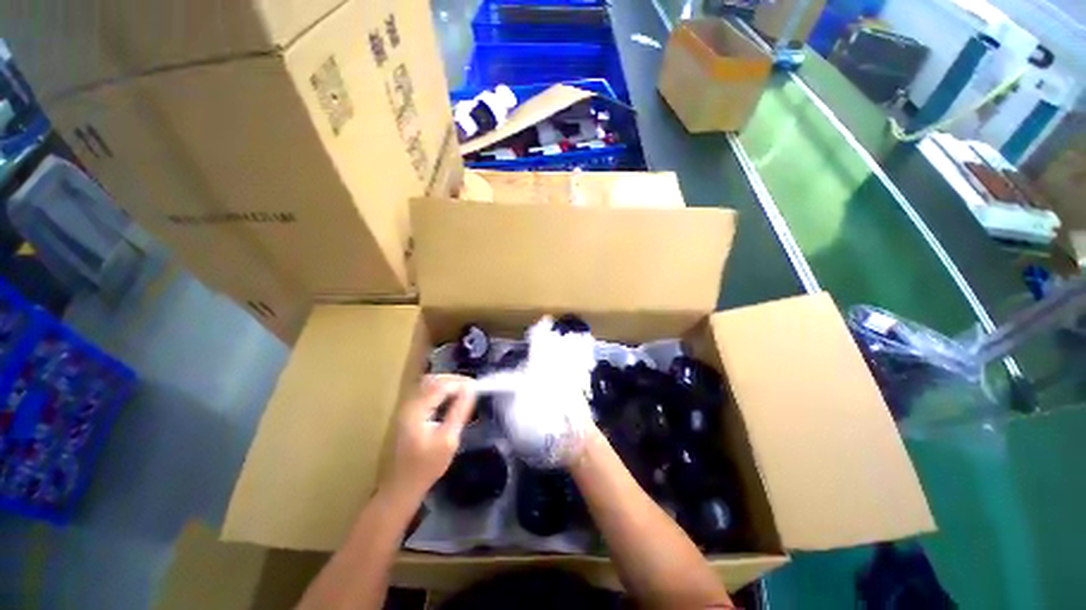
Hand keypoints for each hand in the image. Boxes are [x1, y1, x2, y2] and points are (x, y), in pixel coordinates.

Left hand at [380, 375, 475, 502]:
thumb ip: (459, 411)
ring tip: (464, 391)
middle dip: (454, 380)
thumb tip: (471, 389)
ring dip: (447, 383)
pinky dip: (440, 390)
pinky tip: (451, 398)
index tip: (477, 386)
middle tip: (472, 387)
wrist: (401, 488)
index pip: (440, 384)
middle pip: (432, 380)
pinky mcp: (408, 414)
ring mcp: (406, 409)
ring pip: (427, 384)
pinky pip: (425, 392)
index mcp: (416, 410)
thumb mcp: (448, 439)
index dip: (460, 382)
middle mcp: (408, 405)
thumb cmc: (426, 467)